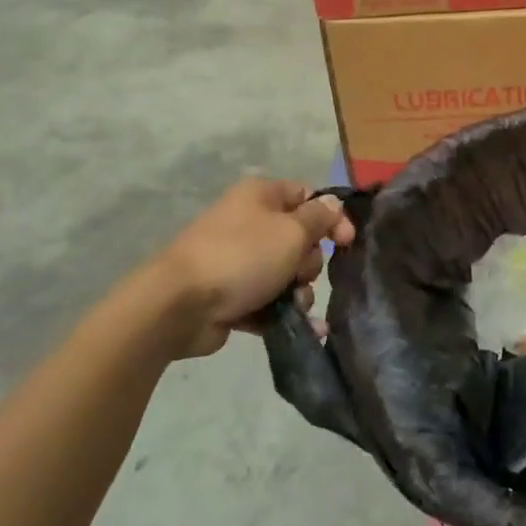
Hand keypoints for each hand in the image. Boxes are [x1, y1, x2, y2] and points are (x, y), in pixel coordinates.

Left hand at [119, 179, 354, 360]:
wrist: (179, 306)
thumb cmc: (242, 257)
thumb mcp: (291, 231)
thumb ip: (319, 217)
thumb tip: (333, 203)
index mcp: (260, 196)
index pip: (307, 197)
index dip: (331, 218)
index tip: (347, 243)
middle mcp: (249, 223)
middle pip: (299, 239)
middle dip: (309, 263)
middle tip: (300, 275)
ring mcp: (238, 261)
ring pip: (286, 274)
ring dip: (299, 292)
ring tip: (293, 307)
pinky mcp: (231, 296)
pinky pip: (269, 301)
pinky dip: (283, 313)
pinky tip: (304, 329)